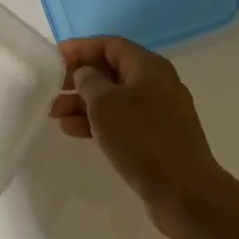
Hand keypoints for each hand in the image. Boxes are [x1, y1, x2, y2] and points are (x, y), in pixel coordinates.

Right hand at [50, 36, 227, 234]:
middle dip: (80, 79)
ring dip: (84, 104)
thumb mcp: (105, 103)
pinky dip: (99, 122)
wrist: (185, 193)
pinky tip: (75, 131)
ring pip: (115, 99)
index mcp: (149, 67)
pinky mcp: (158, 139)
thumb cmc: (142, 138)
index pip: (110, 45)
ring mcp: (160, 113)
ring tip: (56, 116)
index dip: (81, 48)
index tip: (55, 58)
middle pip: (112, 71)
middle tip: (54, 90)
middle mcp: (157, 84)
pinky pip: (123, 121)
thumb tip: (86, 74)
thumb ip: (89, 81)